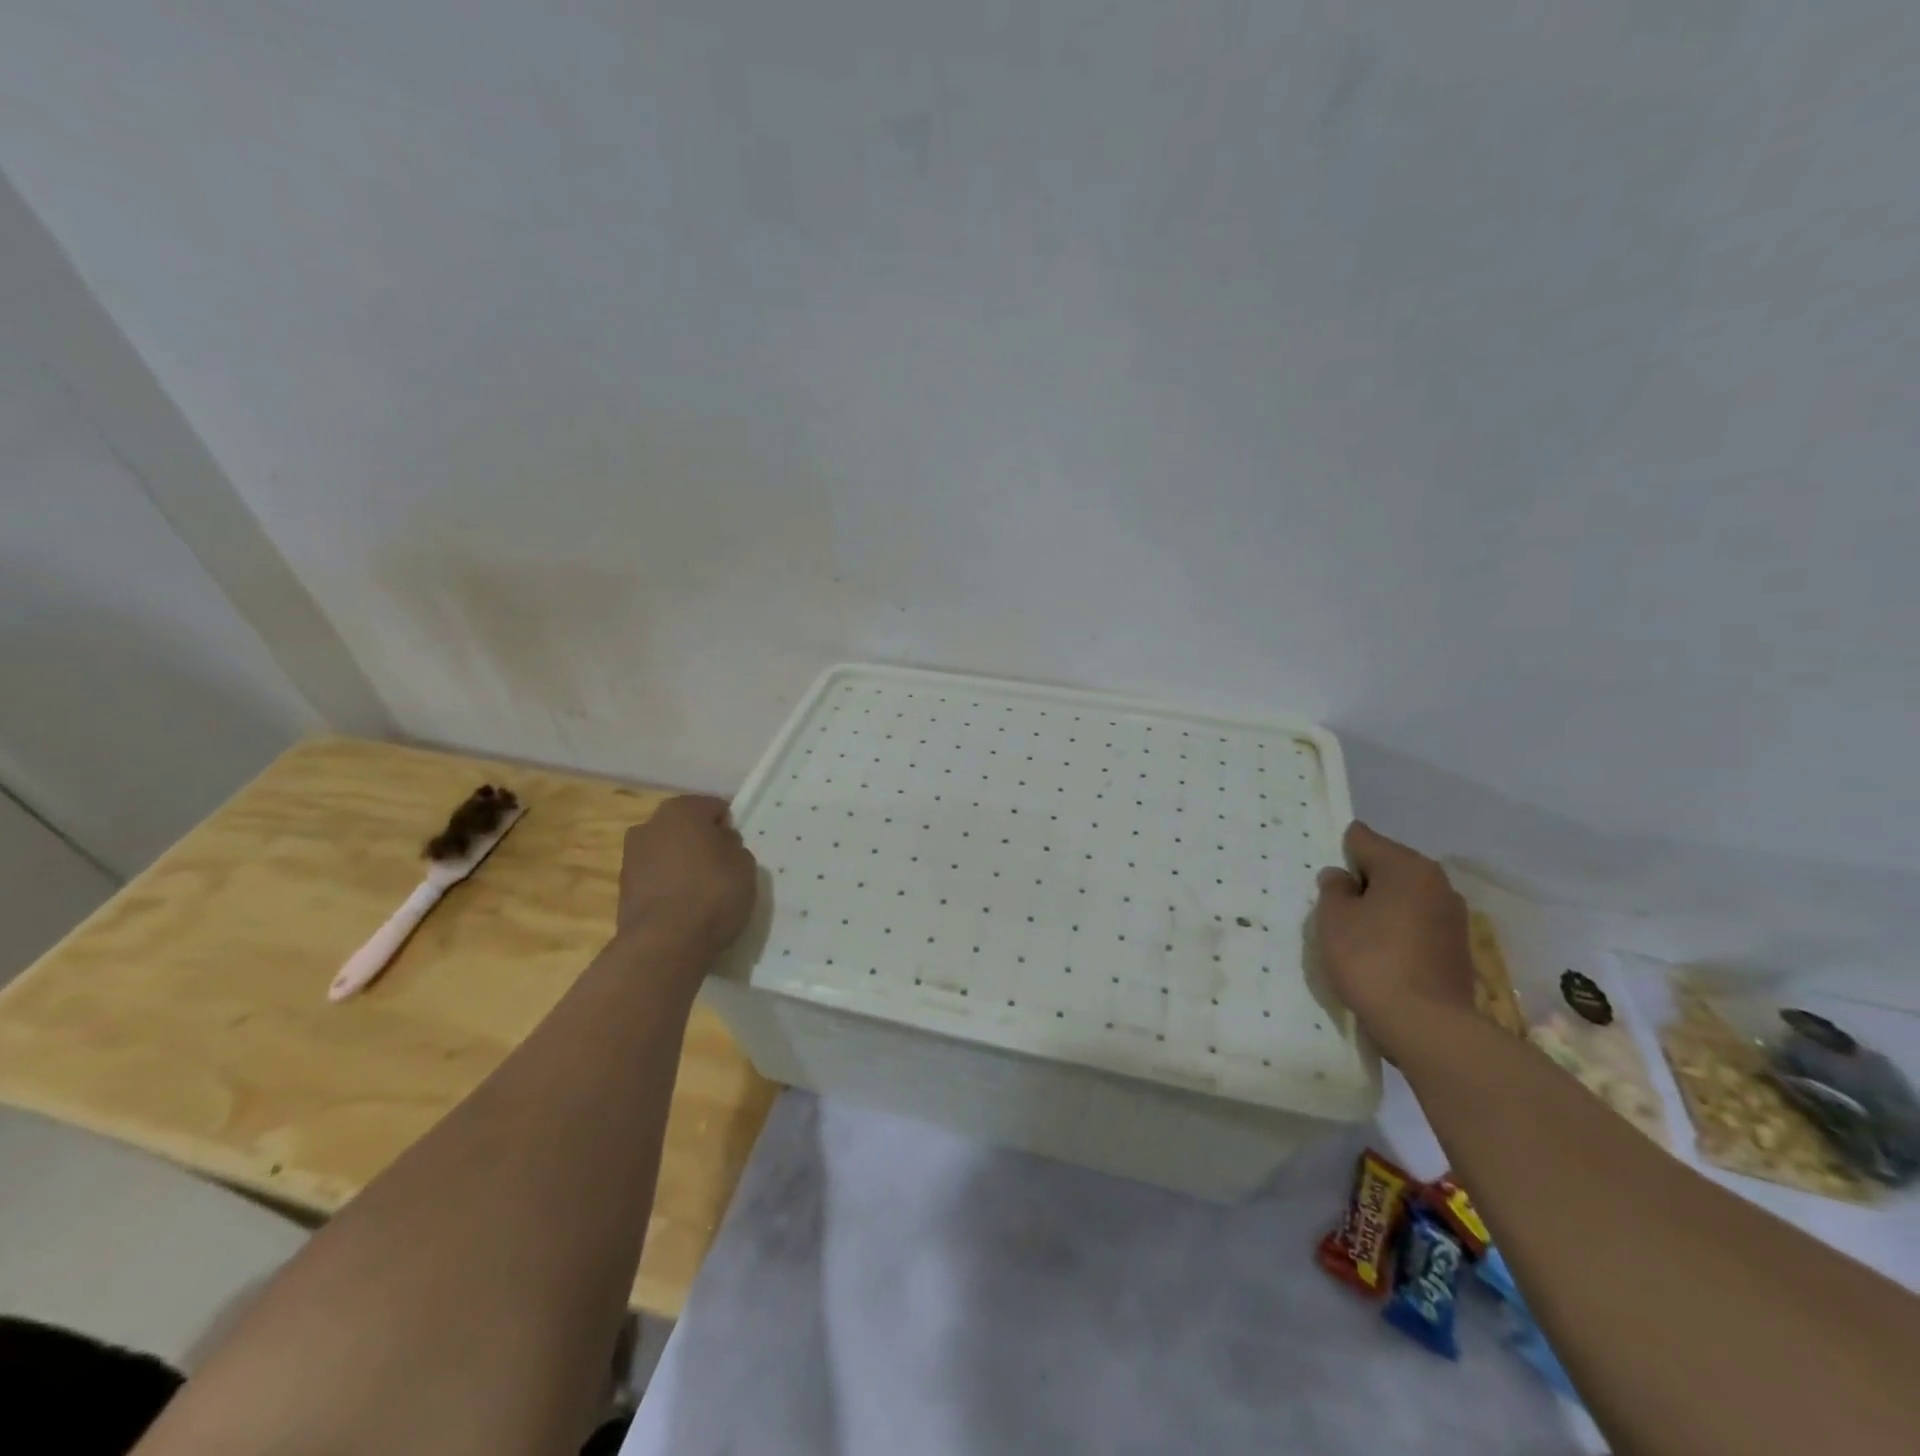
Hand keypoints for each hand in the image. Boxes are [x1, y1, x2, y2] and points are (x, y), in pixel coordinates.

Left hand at [614, 795, 757, 955]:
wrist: (664, 943)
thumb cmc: (713, 892)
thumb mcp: (745, 865)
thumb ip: (733, 847)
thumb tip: (720, 845)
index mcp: (681, 809)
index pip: (714, 807)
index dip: (728, 827)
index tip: (737, 850)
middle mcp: (650, 825)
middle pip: (685, 828)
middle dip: (701, 842)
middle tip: (720, 868)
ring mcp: (631, 857)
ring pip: (666, 853)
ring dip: (681, 865)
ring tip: (701, 892)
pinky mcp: (622, 889)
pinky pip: (655, 878)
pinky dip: (667, 886)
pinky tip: (683, 907)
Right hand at [1312, 822, 1475, 1063]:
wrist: (1426, 1026)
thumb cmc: (1371, 960)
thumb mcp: (1333, 918)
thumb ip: (1333, 889)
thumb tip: (1343, 877)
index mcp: (1407, 866)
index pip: (1364, 839)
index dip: (1339, 850)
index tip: (1323, 870)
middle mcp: (1437, 883)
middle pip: (1388, 868)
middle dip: (1362, 881)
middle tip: (1333, 904)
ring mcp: (1452, 917)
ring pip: (1404, 898)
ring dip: (1381, 907)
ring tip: (1355, 932)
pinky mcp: (1457, 949)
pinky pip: (1417, 925)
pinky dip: (1397, 930)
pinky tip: (1379, 953)